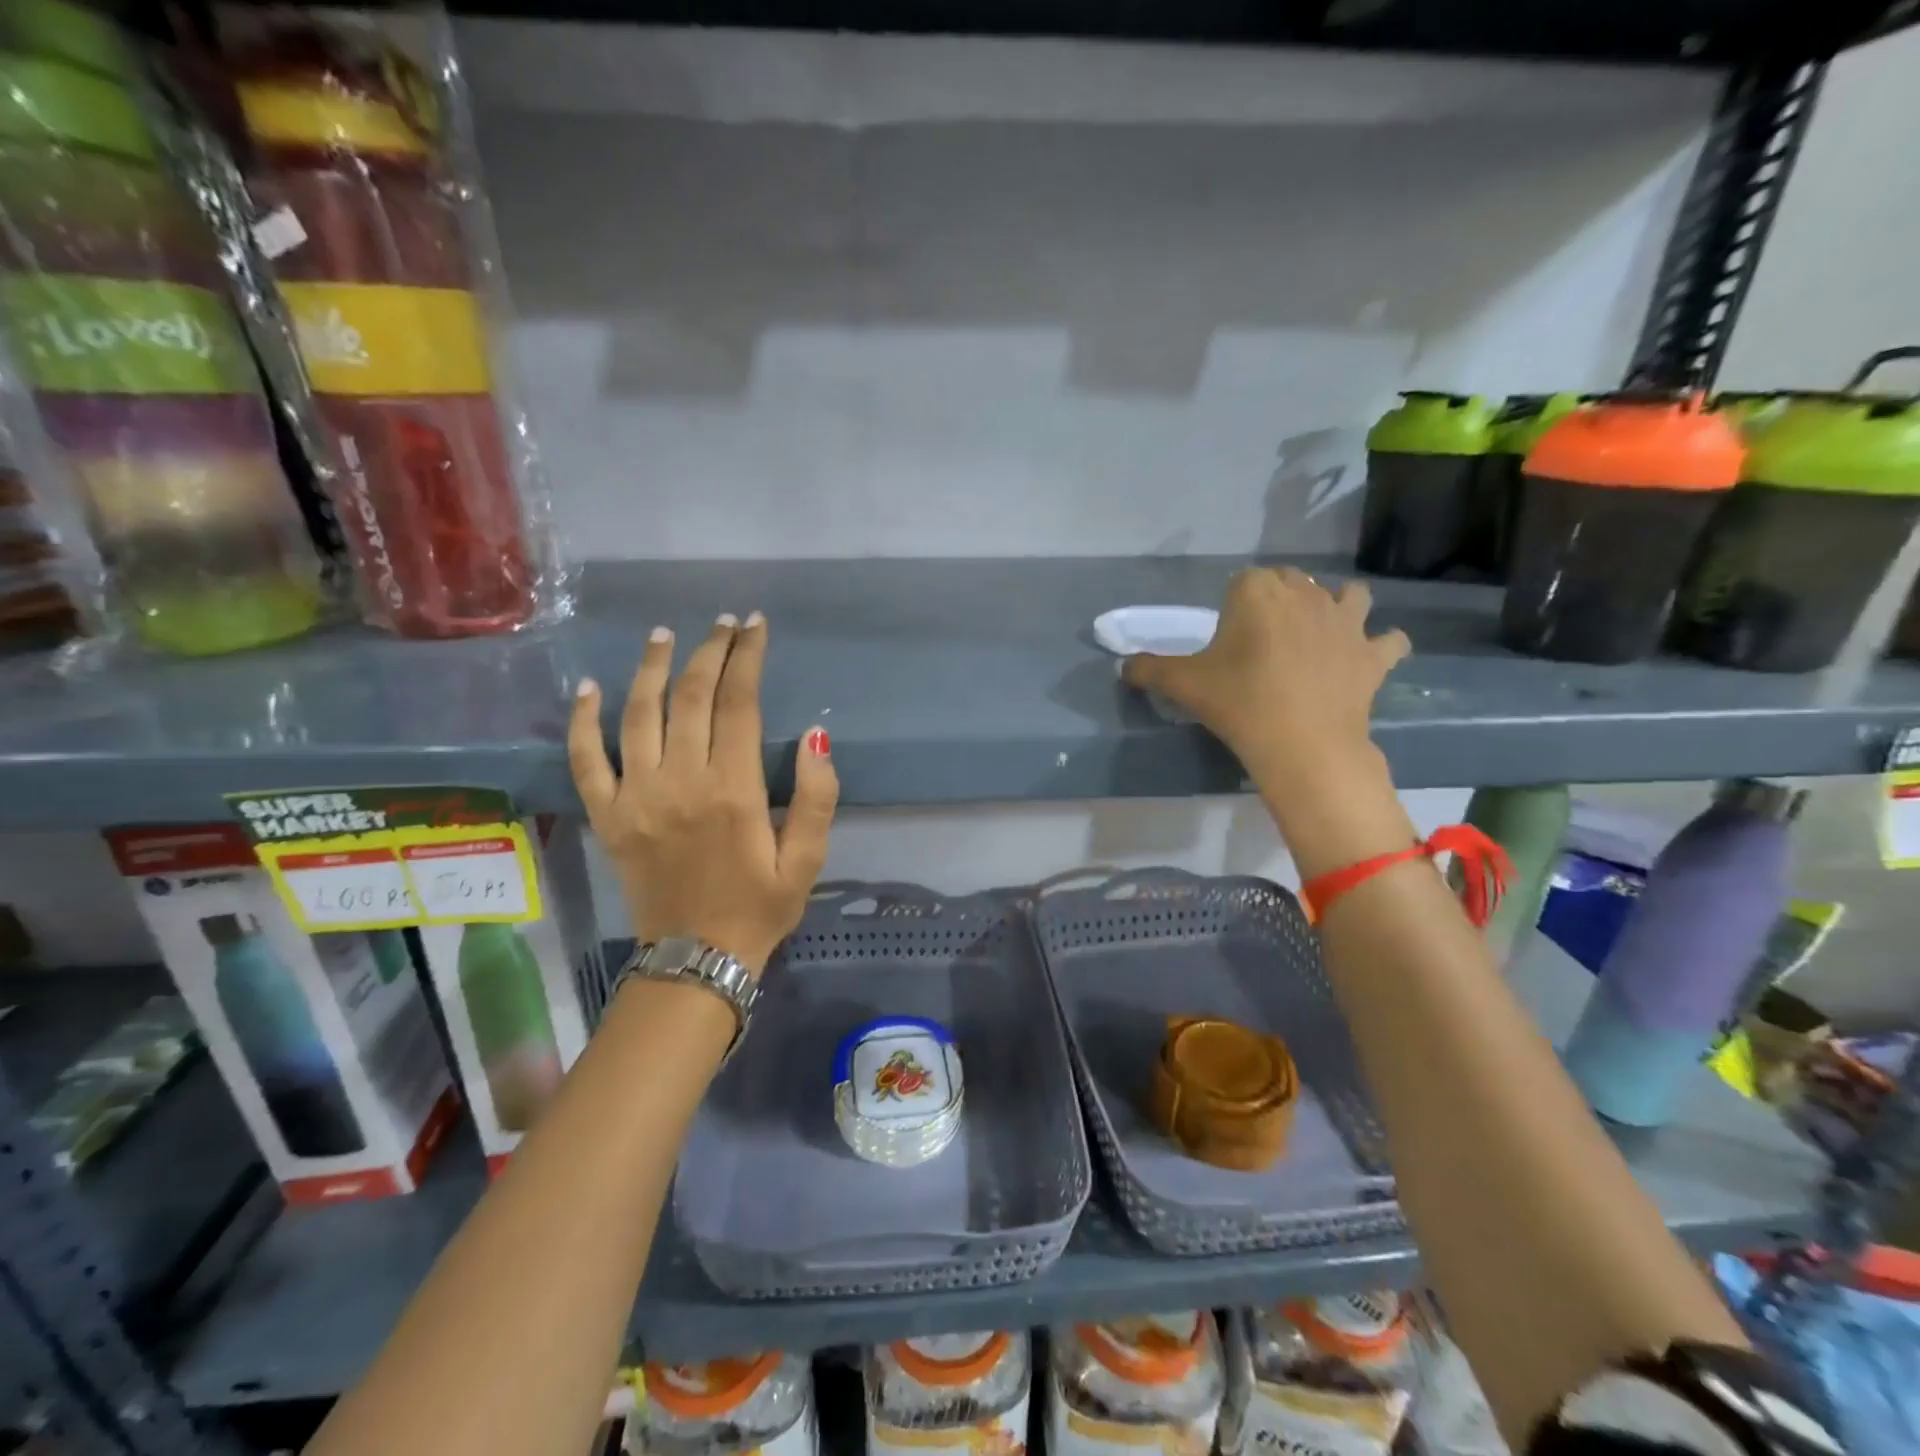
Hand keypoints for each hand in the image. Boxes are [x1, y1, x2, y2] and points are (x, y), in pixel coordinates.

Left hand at [568, 613, 838, 973]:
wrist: (696, 959)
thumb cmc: (760, 907)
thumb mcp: (808, 860)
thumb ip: (818, 798)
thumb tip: (817, 736)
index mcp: (734, 790)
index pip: (739, 704)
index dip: (748, 658)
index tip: (755, 627)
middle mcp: (681, 782)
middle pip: (691, 697)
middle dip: (709, 652)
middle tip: (722, 625)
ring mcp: (637, 797)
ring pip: (639, 715)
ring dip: (652, 669)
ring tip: (664, 636)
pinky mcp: (608, 816)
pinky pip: (586, 760)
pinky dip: (583, 721)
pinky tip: (589, 687)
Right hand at [1123, 567, 1409, 795]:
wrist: (1301, 743)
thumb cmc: (1238, 703)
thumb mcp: (1182, 684)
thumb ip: (1149, 669)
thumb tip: (1123, 667)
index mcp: (1258, 592)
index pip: (1243, 580)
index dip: (1233, 605)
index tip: (1226, 637)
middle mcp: (1306, 594)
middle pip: (1293, 582)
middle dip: (1280, 600)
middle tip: (1262, 639)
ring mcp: (1347, 621)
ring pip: (1350, 595)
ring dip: (1338, 606)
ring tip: (1320, 632)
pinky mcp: (1373, 654)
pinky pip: (1389, 640)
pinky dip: (1380, 646)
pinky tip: (1366, 658)